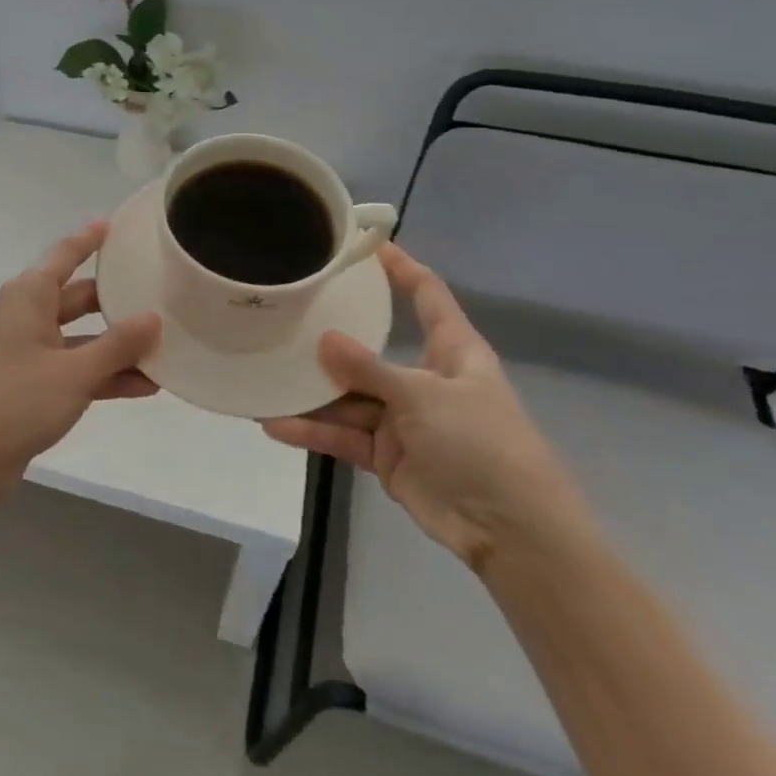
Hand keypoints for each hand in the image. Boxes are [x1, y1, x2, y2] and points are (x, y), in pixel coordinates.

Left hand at [0, 222, 160, 504]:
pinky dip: (105, 374)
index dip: (90, 239)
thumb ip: (118, 345)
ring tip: (165, 346)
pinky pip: (77, 367)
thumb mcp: (75, 371)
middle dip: (117, 300)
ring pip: (82, 336)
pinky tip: (145, 386)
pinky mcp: (35, 382)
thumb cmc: (18, 400)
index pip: (66, 255)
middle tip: (160, 293)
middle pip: (80, 297)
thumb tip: (154, 318)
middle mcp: (29, 315)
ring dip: (117, 345)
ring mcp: (31, 350)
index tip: (116, 224)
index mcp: (30, 296)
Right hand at [262, 243, 592, 572]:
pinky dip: (312, 430)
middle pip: (370, 349)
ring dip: (311, 392)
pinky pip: (343, 435)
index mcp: (451, 351)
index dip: (400, 268)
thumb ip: (369, 369)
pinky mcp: (386, 454)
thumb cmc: (482, 444)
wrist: (512, 532)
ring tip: (264, 375)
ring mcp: (403, 418)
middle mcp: (423, 378)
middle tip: (285, 314)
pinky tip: (273, 423)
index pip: (426, 295)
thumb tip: (324, 339)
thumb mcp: (425, 396)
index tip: (365, 244)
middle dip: (330, 337)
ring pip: (348, 396)